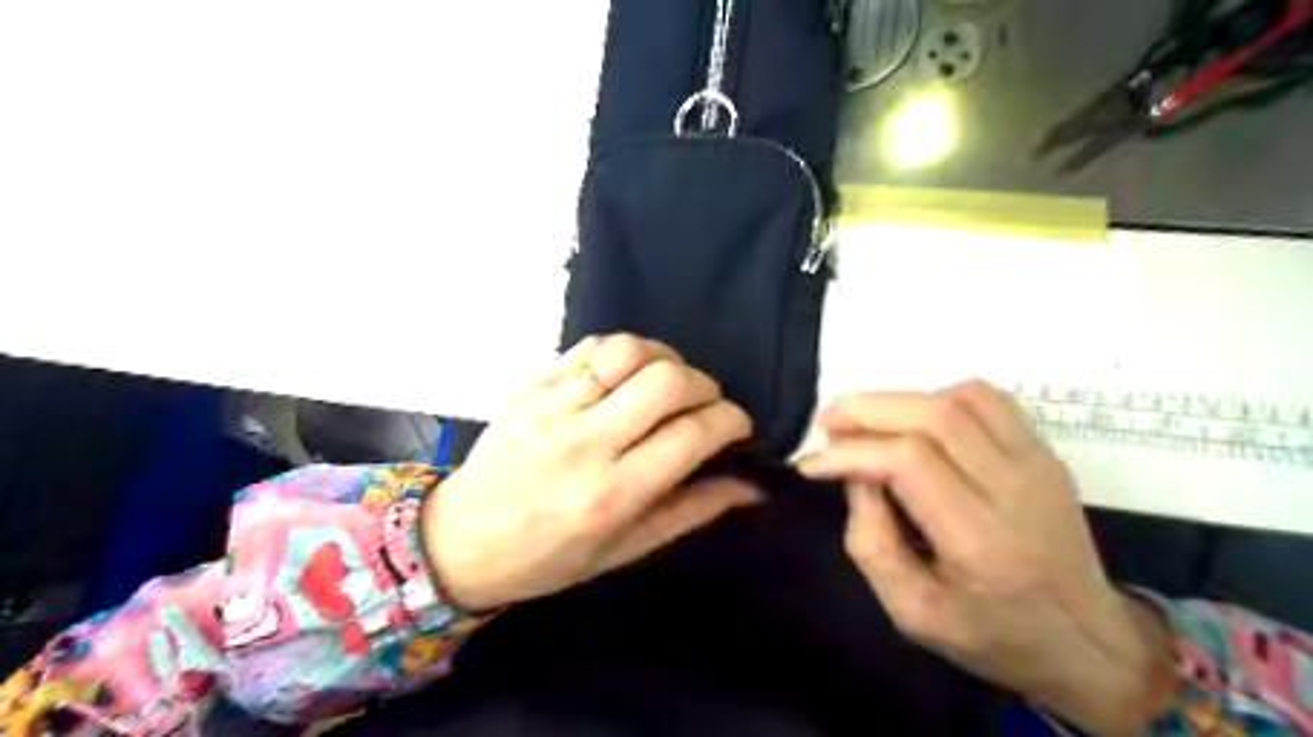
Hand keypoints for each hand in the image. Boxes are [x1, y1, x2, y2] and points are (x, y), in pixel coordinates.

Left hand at [427, 335, 754, 611]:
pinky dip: (623, 352)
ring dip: (665, 358)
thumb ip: (691, 513)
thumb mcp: (623, 551)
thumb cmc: (546, 558)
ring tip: (669, 382)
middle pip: (667, 380)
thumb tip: (751, 488)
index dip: (731, 421)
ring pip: (628, 350)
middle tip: (706, 404)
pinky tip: (627, 375)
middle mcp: (584, 442)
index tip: (737, 426)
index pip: (692, 434)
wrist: (458, 540)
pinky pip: (589, 346)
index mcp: (611, 494)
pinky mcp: (530, 385)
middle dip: (705, 385)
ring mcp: (552, 406)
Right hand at [794, 383, 1173, 733]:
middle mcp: (1017, 490)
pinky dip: (938, 398)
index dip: (851, 451)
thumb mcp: (913, 614)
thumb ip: (871, 543)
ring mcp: (1039, 464)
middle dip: (866, 409)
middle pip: (934, 415)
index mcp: (982, 541)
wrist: (1090, 645)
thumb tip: (855, 476)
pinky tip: (915, 423)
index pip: (909, 460)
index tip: (812, 462)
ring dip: (901, 400)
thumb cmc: (993, 635)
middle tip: (826, 424)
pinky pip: (988, 400)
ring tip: (865, 423)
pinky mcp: (1046, 453)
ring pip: (961, 397)